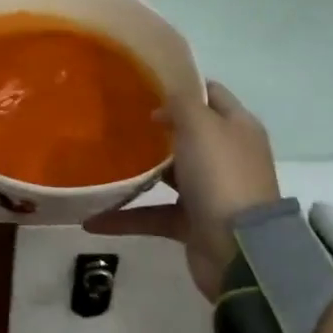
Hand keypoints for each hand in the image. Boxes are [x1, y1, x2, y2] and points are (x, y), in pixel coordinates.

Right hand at [86, 80, 279, 298]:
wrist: (239, 250)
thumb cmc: (220, 175)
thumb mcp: (200, 124)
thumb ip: (181, 102)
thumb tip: (164, 106)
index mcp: (237, 127)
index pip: (211, 94)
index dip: (183, 85)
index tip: (145, 82)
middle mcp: (226, 156)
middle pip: (189, 134)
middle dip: (156, 127)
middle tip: (118, 118)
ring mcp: (210, 192)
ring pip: (170, 174)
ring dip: (139, 171)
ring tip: (102, 161)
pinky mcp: (194, 224)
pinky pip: (155, 214)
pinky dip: (127, 216)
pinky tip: (93, 218)